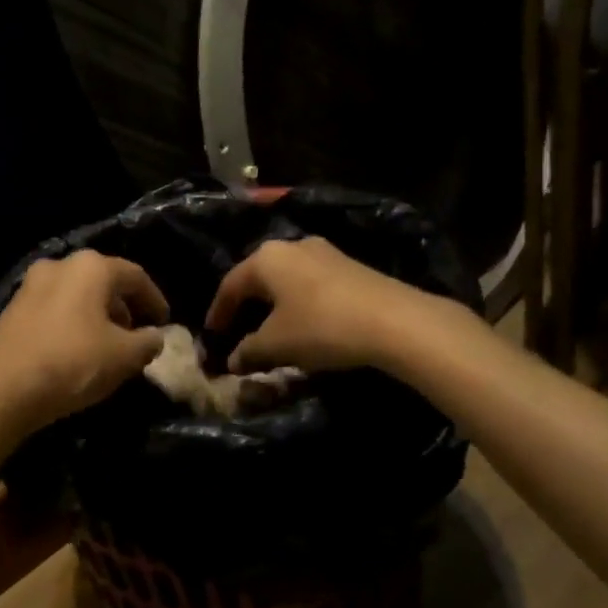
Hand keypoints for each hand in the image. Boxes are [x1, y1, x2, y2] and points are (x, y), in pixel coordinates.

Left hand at [0, 250, 169, 431]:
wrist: (2, 387)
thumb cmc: (72, 362)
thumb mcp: (124, 356)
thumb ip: (148, 342)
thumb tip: (155, 336)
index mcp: (91, 267)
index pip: (135, 276)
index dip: (155, 300)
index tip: (165, 323)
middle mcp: (60, 265)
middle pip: (104, 282)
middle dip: (124, 308)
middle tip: (137, 336)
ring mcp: (31, 285)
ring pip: (77, 295)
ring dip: (98, 316)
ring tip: (109, 347)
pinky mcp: (13, 309)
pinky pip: (55, 309)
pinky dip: (73, 323)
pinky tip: (78, 351)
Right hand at [204, 237, 440, 373]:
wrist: (396, 321)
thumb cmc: (322, 326)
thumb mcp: (276, 345)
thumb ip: (248, 351)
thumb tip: (232, 361)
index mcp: (266, 258)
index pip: (230, 285)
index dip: (217, 313)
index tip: (211, 337)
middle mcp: (293, 246)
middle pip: (258, 278)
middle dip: (245, 307)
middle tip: (237, 332)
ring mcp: (325, 253)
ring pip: (287, 280)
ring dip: (274, 306)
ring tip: (270, 332)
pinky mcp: (351, 267)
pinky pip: (311, 285)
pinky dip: (299, 305)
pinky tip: (304, 326)